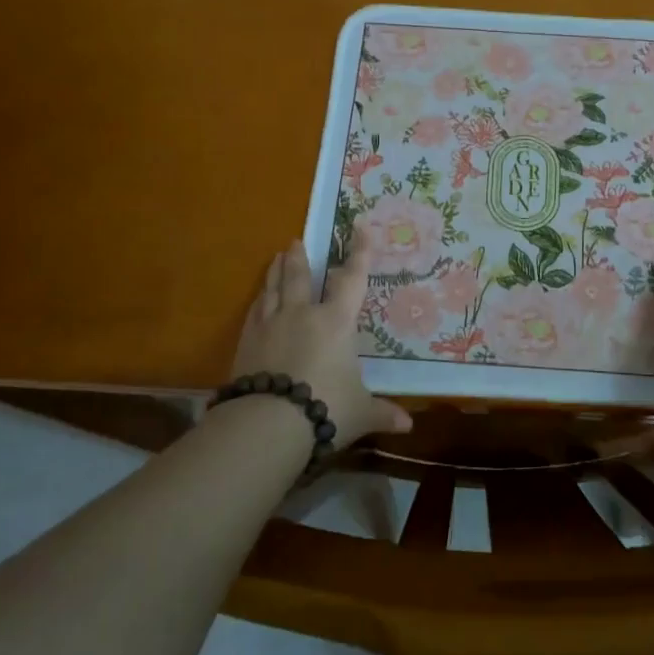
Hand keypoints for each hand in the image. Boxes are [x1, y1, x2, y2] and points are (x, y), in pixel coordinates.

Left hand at [229, 238, 412, 445]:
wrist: (268, 423)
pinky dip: (258, 301)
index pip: (351, 280)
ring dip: (276, 272)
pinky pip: (254, 313)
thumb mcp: (359, 413)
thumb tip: (407, 427)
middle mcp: (302, 314)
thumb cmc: (325, 408)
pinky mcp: (246, 343)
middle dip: (300, 257)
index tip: (360, 228)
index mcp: (335, 322)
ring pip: (273, 289)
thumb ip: (381, 413)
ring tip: (277, 257)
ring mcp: (270, 326)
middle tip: (296, 240)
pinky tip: (257, 300)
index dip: (359, 254)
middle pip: (300, 277)